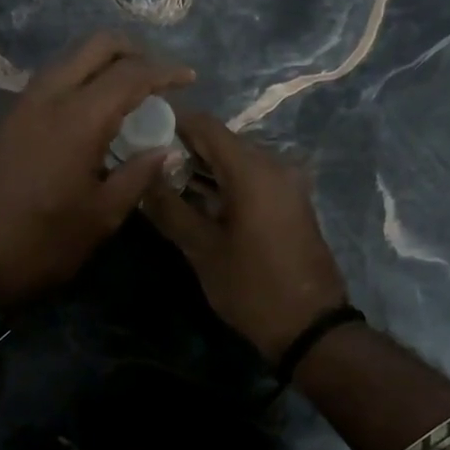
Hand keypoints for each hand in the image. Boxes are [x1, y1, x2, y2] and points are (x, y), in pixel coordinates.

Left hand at [0, 32, 193, 304]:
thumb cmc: (45, 242)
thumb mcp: (102, 215)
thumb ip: (138, 174)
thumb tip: (166, 149)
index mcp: (79, 119)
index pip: (130, 74)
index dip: (165, 71)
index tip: (189, 79)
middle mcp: (49, 96)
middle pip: (96, 45)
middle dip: (133, 51)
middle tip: (157, 76)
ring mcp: (23, 102)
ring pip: (70, 58)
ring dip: (103, 62)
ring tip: (129, 91)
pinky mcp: (9, 116)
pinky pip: (52, 78)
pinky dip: (80, 78)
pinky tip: (93, 108)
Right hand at [141, 111, 348, 361]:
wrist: (310, 326)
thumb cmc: (251, 286)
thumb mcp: (201, 249)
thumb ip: (169, 207)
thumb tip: (143, 177)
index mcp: (252, 169)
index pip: (204, 125)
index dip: (170, 123)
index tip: (139, 132)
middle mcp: (273, 164)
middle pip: (220, 140)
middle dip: (182, 148)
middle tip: (145, 162)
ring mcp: (287, 182)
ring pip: (235, 159)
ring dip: (202, 167)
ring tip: (163, 182)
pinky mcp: (291, 200)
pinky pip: (251, 176)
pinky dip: (223, 181)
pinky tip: (197, 199)